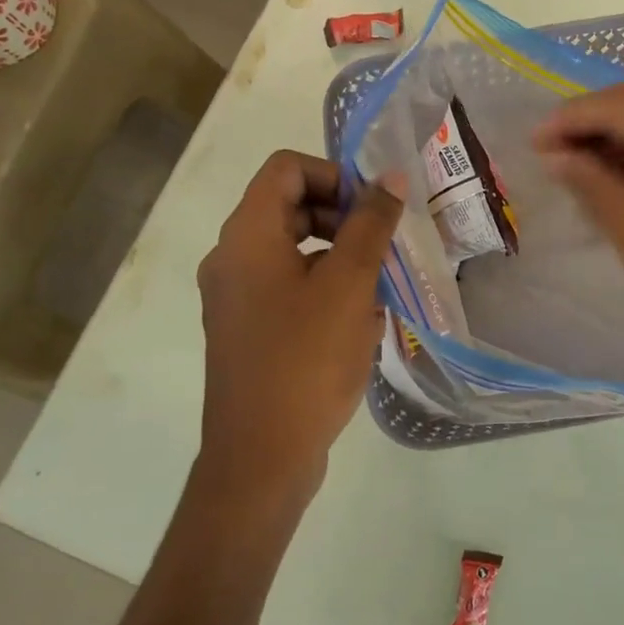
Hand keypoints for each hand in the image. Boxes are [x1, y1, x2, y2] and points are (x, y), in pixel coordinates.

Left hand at [194, 151, 404, 518]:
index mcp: (247, 236)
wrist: (262, 456)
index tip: (374, 209)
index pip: (286, 168)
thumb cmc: (306, 360)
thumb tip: (392, 177)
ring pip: (293, 252)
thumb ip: (371, 224)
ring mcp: (236, 298)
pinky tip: (361, 325)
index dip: (335, 175)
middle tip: (384, 247)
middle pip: (289, 208)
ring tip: (380, 289)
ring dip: (340, 258)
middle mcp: (231, 259)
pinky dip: (325, 291)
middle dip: (343, 219)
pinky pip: (288, 290)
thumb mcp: (349, 285)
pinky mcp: (248, 332)